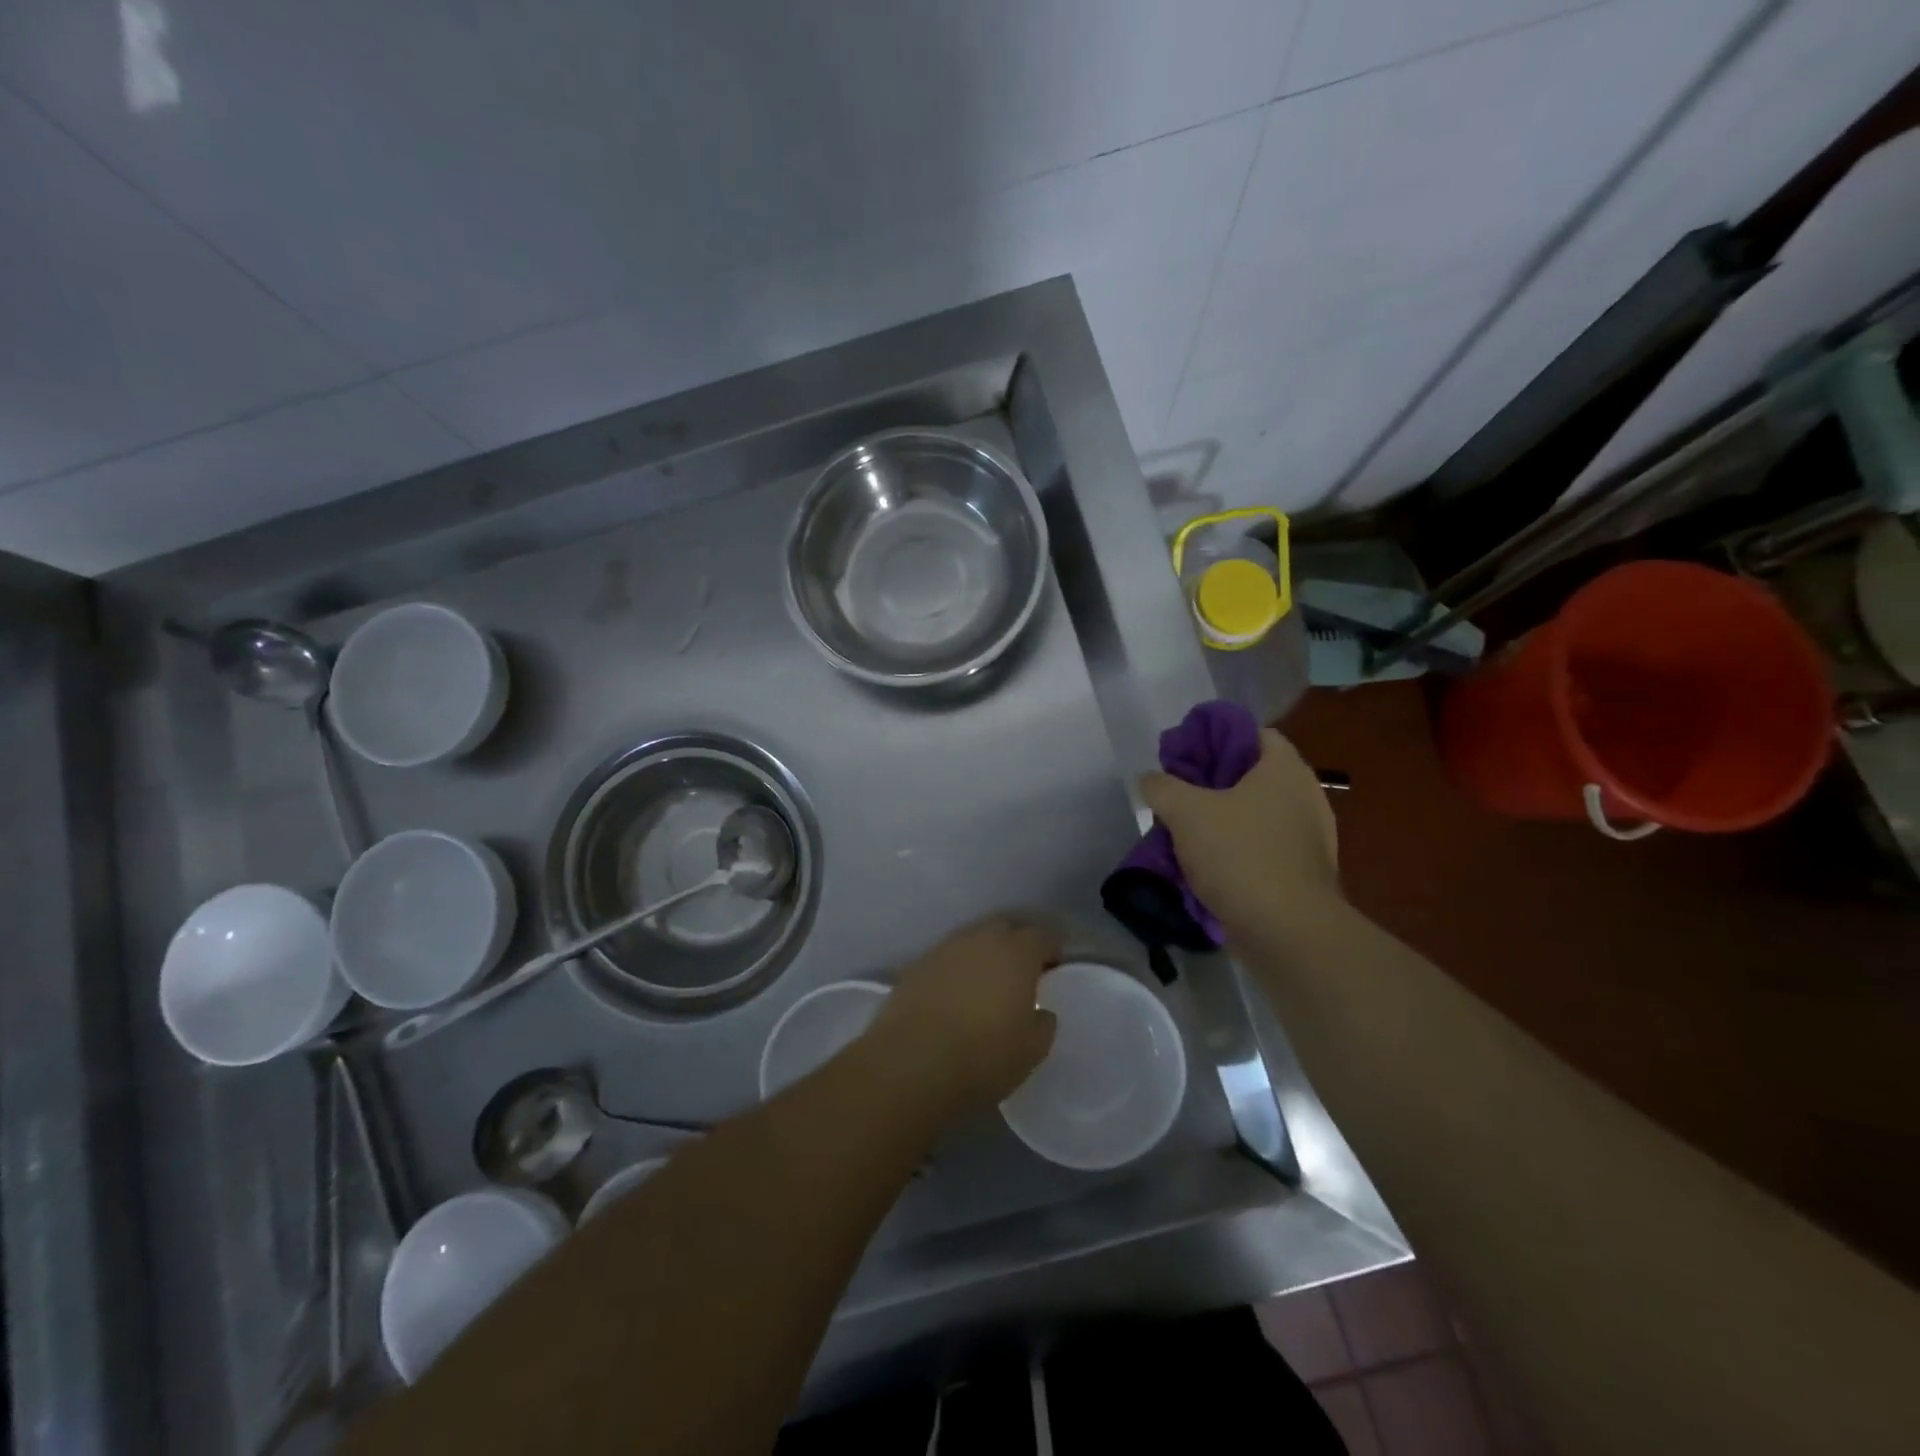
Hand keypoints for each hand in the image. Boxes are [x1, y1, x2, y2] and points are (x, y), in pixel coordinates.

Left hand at [870, 917, 1060, 1107]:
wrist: (912, 1062)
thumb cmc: (983, 1056)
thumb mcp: (1032, 1049)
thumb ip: (1043, 1022)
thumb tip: (1040, 1011)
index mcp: (1016, 952)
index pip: (1043, 934)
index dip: (1052, 948)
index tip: (1054, 967)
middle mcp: (980, 939)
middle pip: (1005, 926)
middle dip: (1017, 941)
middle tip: (1022, 970)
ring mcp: (945, 948)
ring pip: (973, 939)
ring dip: (984, 953)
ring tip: (987, 982)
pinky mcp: (916, 965)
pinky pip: (947, 958)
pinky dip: (957, 969)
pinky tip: (956, 993)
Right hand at [1140, 727, 1340, 939]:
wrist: (1287, 932)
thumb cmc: (1239, 855)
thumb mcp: (1185, 812)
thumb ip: (1161, 787)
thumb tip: (1148, 779)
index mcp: (1285, 769)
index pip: (1252, 733)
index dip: (1215, 738)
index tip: (1184, 756)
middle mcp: (1305, 796)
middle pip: (1251, 776)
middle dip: (1212, 785)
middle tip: (1177, 795)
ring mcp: (1310, 838)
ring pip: (1255, 816)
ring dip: (1222, 822)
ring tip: (1185, 833)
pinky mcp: (1304, 873)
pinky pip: (1263, 849)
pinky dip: (1237, 851)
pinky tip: (1207, 866)